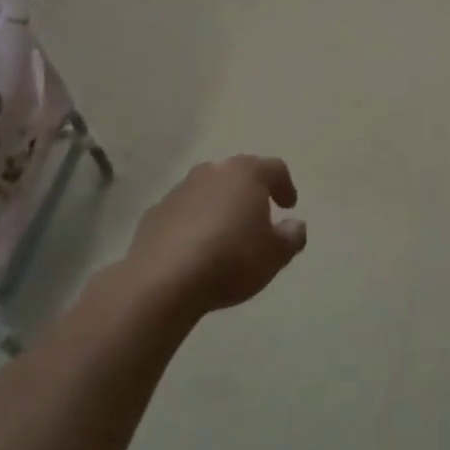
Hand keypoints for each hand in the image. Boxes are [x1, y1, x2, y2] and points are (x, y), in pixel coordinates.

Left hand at [122, 156, 306, 315]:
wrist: (163, 281)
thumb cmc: (231, 260)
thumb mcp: (275, 255)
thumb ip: (292, 236)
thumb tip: (295, 225)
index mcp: (246, 173)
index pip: (275, 168)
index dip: (285, 186)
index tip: (289, 207)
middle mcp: (212, 172)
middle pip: (238, 174)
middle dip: (250, 192)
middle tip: (258, 216)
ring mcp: (179, 190)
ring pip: (208, 191)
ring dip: (219, 206)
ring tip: (225, 235)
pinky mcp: (154, 213)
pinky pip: (183, 212)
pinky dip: (193, 222)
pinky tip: (195, 248)